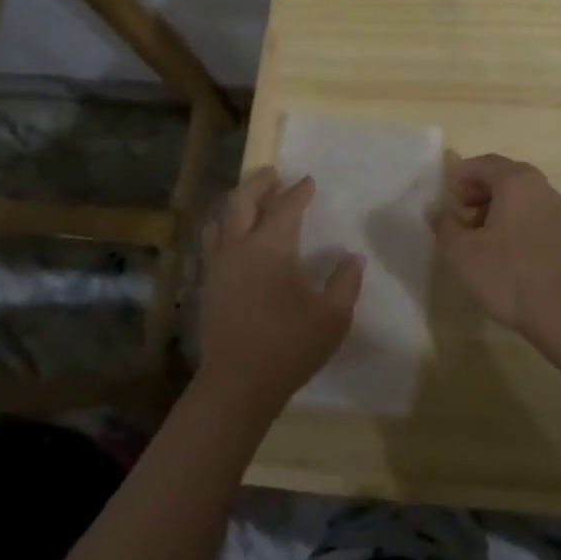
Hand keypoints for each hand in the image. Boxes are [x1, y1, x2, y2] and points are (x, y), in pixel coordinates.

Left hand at [199, 169, 363, 409]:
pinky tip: (233, 240)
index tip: (309, 181)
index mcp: (271, 247)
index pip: (285, 206)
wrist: (237, 385)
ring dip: (237, 204)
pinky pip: (212, 244)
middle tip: (273, 174)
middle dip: (259, 183)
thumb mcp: (333, 316)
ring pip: (221, 220)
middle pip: (242, 201)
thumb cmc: (289, 345)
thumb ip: (346, 282)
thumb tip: (353, 257)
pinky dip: (224, 229)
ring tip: (251, 201)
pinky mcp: (207, 287)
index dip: (299, 191)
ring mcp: (218, 267)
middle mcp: (239, 247)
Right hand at [433, 154, 560, 337]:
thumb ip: (444, 224)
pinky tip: (498, 245)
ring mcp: (555, 208)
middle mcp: (539, 186)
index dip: (460, 174)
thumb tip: (435, 209)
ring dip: (493, 204)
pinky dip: (511, 217)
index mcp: (516, 181)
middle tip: (456, 208)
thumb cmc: (507, 274)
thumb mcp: (462, 251)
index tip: (443, 190)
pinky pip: (530, 211)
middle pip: (503, 175)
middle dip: (476, 188)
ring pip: (518, 194)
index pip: (483, 163)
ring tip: (473, 230)